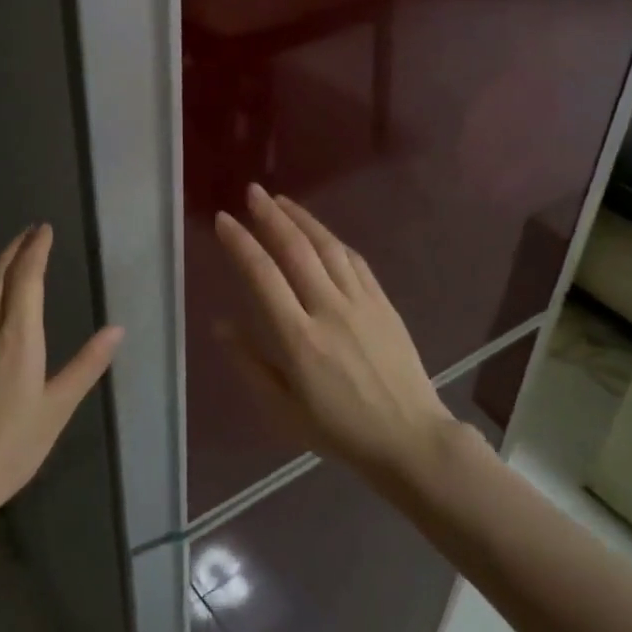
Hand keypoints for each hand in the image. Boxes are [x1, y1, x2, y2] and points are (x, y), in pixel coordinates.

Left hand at [0, 224, 123, 521]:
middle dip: (15, 249)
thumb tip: (117, 330)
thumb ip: (86, 366)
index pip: (26, 279)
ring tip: (3, 251)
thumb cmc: (12, 448)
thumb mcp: (58, 409)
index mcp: (19, 339)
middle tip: (29, 234)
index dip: (36, 250)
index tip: (44, 231)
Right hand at [214, 185, 452, 479]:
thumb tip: (221, 324)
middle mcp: (329, 310)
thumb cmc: (339, 430)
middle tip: (252, 192)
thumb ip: (249, 364)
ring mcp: (361, 303)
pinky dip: (333, 240)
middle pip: (296, 250)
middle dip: (271, 217)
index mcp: (299, 339)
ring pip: (328, 247)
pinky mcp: (383, 304)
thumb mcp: (283, 410)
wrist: (410, 438)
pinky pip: (355, 261)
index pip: (263, 276)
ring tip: (281, 200)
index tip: (223, 220)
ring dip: (302, 219)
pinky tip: (320, 231)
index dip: (241, 243)